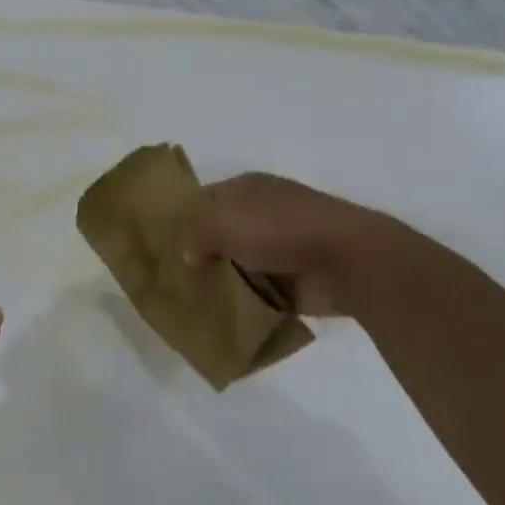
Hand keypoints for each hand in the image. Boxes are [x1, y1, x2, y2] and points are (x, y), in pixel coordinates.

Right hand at [186, 172, 407, 316]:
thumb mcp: (223, 224)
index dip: (180, 218)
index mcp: (246, 188)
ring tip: (184, 300)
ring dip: (218, 281)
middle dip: (195, 254)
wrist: (348, 261)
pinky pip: (255, 293)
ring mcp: (278, 248)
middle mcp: (260, 214)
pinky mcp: (291, 280)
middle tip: (164, 275)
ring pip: (235, 265)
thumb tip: (187, 255)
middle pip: (217, 234)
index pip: (202, 200)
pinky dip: (240, 304)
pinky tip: (214, 315)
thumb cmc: (280, 229)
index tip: (156, 241)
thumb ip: (196, 238)